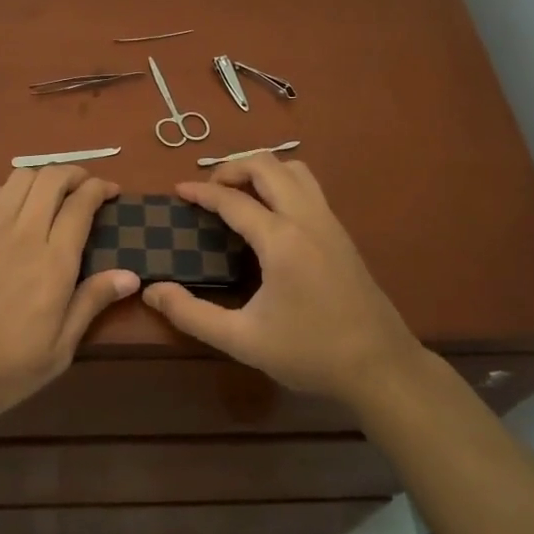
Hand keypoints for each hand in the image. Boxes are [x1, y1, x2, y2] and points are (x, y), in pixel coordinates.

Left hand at [0, 167, 138, 419]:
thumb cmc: (3, 367)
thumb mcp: (58, 350)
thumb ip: (91, 304)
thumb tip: (130, 275)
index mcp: (54, 262)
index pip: (81, 204)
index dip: (99, 189)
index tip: (112, 193)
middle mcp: (24, 234)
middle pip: (52, 178)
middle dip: (75, 173)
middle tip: (87, 188)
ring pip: (21, 177)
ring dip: (43, 176)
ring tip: (54, 194)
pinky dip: (13, 189)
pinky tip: (17, 209)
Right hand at [142, 156, 420, 407]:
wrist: (381, 367)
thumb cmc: (310, 353)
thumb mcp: (243, 340)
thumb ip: (192, 314)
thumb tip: (152, 292)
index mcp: (281, 240)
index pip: (233, 200)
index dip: (201, 192)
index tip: (178, 191)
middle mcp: (307, 219)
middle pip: (267, 166)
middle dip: (232, 167)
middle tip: (209, 190)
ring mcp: (329, 222)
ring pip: (295, 170)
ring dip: (263, 170)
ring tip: (239, 194)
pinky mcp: (342, 234)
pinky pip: (309, 188)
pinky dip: (283, 183)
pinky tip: (271, 214)